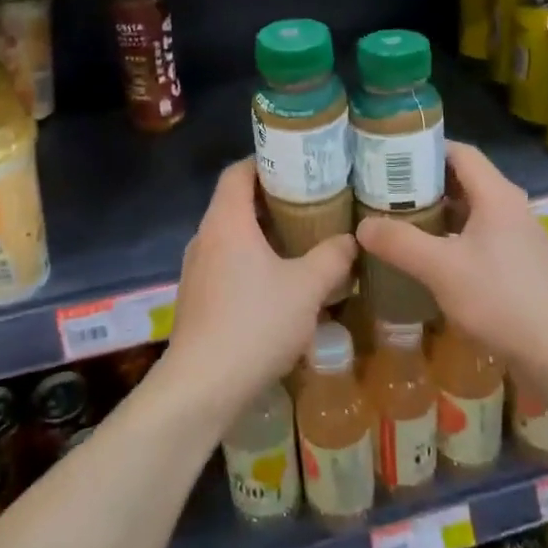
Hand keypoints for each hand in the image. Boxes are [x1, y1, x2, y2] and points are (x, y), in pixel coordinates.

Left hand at [159, 159, 356, 425]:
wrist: (202, 386)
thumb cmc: (255, 324)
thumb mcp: (306, 288)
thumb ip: (332, 258)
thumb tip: (351, 240)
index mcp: (226, 222)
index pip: (238, 172)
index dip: (266, 161)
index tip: (299, 163)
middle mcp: (205, 237)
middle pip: (236, 203)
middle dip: (273, 200)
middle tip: (313, 202)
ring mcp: (196, 270)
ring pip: (232, 237)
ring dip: (264, 235)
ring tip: (303, 240)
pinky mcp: (197, 299)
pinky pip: (226, 264)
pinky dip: (252, 262)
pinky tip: (280, 284)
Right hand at [355, 142, 547, 376]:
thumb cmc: (503, 300)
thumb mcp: (442, 269)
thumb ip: (400, 243)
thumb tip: (362, 226)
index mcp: (496, 195)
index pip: (459, 152)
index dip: (425, 147)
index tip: (388, 155)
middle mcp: (510, 208)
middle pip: (464, 180)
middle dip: (424, 183)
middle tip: (384, 190)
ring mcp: (519, 238)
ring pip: (472, 212)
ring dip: (438, 213)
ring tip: (399, 221)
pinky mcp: (521, 266)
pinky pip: (480, 238)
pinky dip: (453, 238)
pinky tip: (431, 260)